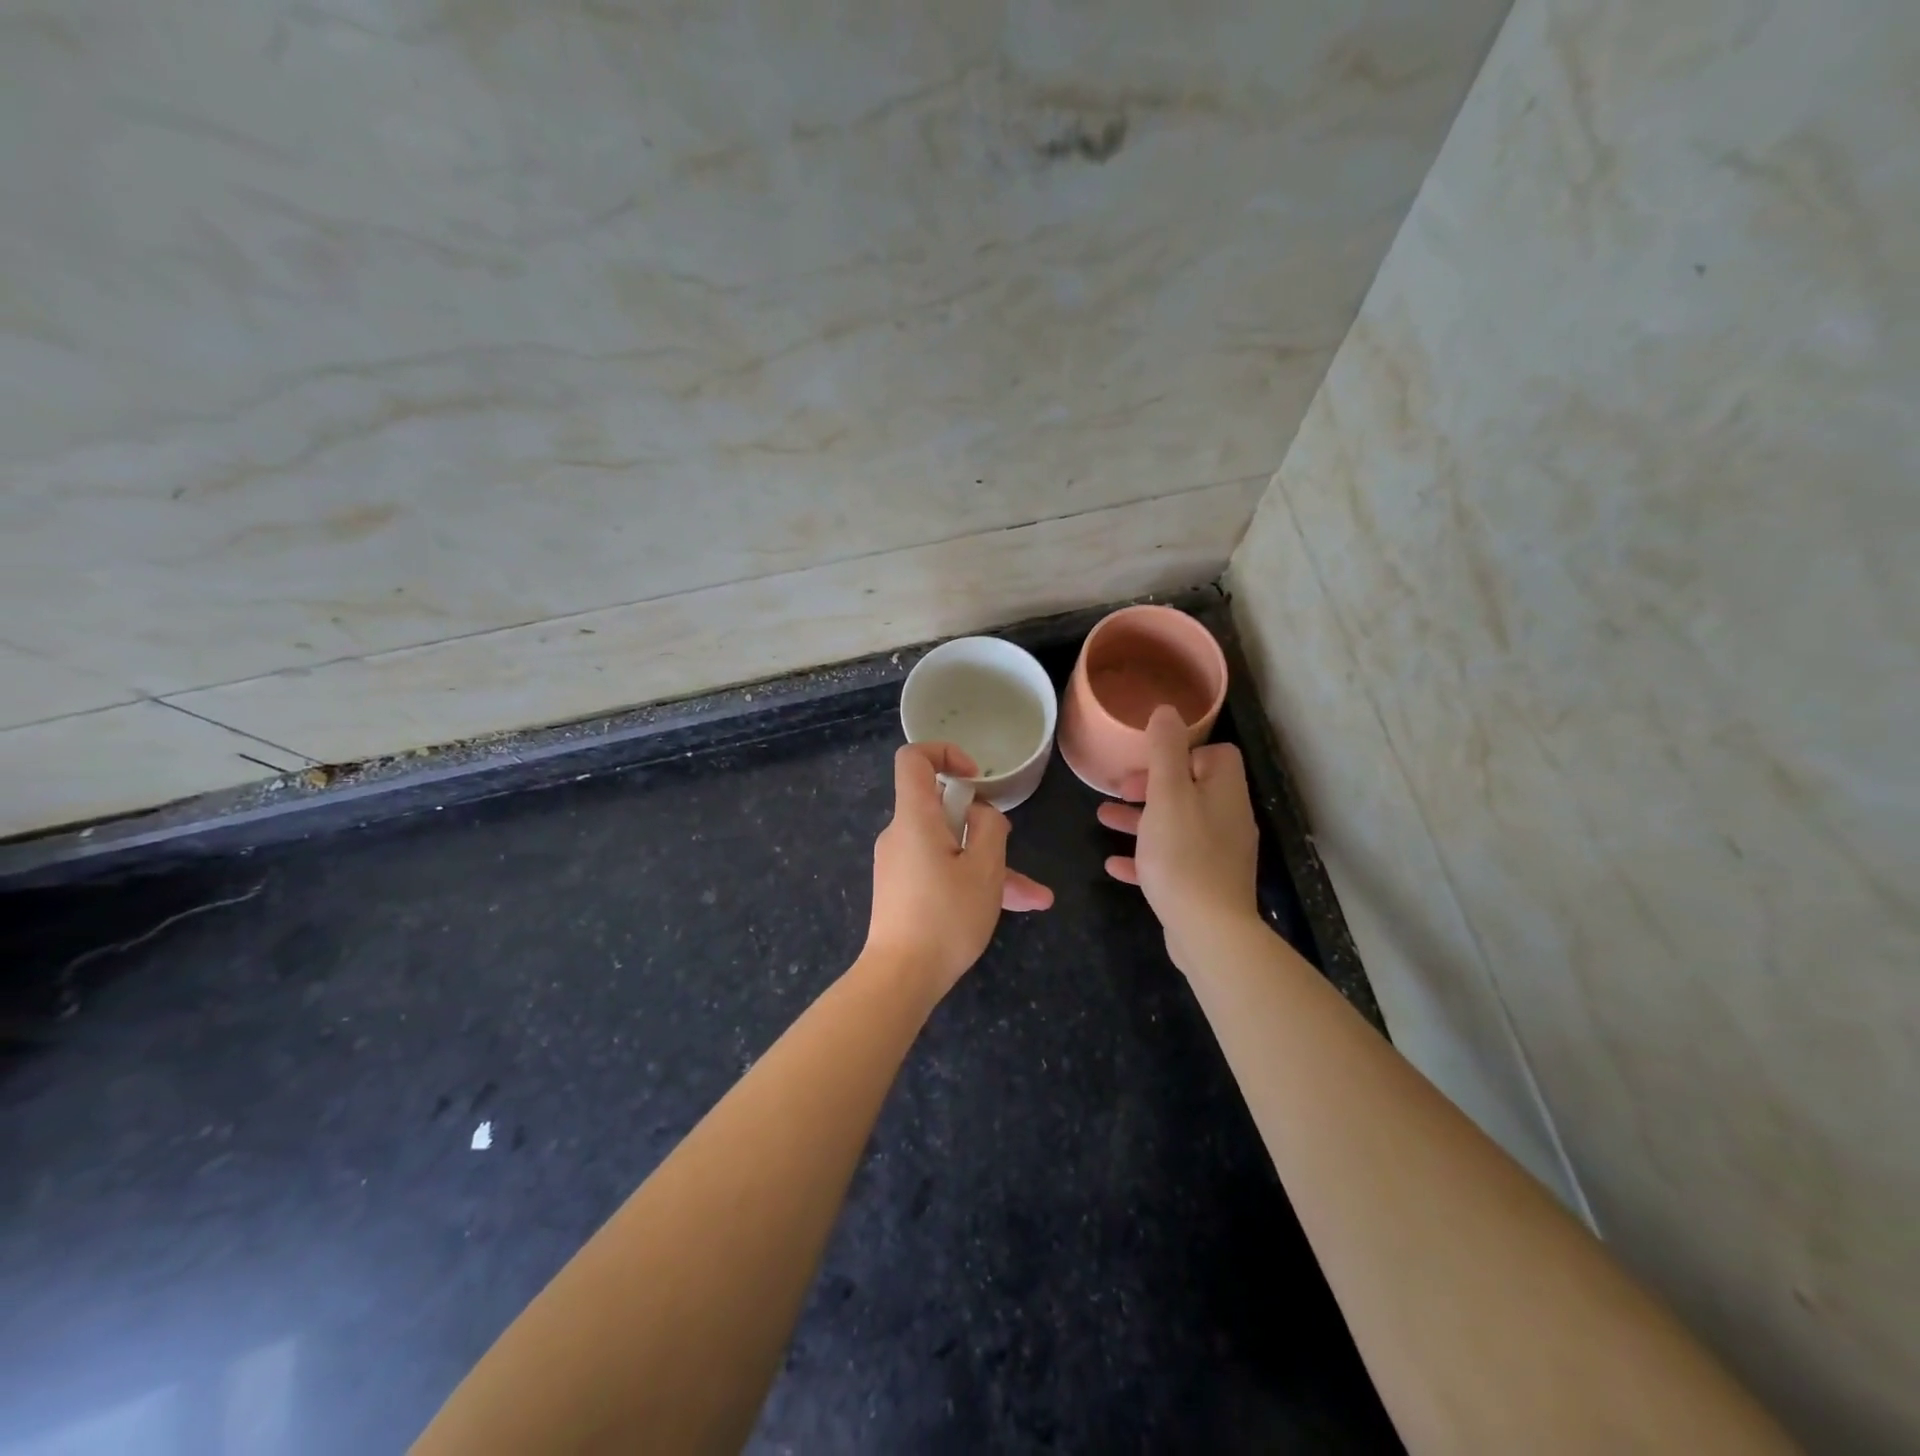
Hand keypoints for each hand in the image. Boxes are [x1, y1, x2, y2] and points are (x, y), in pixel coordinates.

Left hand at [864, 743, 1053, 1000]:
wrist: (900, 978)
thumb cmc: (945, 917)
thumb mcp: (984, 869)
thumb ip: (989, 828)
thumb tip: (981, 813)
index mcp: (915, 818)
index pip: (914, 759)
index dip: (945, 754)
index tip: (976, 779)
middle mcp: (901, 834)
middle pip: (942, 808)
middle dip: (984, 827)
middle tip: (1009, 852)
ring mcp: (900, 863)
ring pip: (950, 848)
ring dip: (988, 865)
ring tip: (1032, 896)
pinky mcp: (903, 889)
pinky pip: (941, 870)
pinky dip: (970, 881)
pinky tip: (1012, 907)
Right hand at [1097, 705, 1260, 972]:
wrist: (1208, 931)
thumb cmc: (1183, 855)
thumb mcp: (1168, 795)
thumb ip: (1166, 751)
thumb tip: (1168, 711)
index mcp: (1224, 793)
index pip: (1215, 755)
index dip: (1182, 753)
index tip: (1151, 762)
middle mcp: (1226, 819)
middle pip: (1191, 789)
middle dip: (1152, 785)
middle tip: (1120, 790)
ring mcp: (1217, 854)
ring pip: (1176, 824)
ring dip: (1141, 818)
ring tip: (1103, 818)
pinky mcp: (1203, 884)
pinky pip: (1171, 860)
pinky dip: (1144, 856)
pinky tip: (1113, 864)